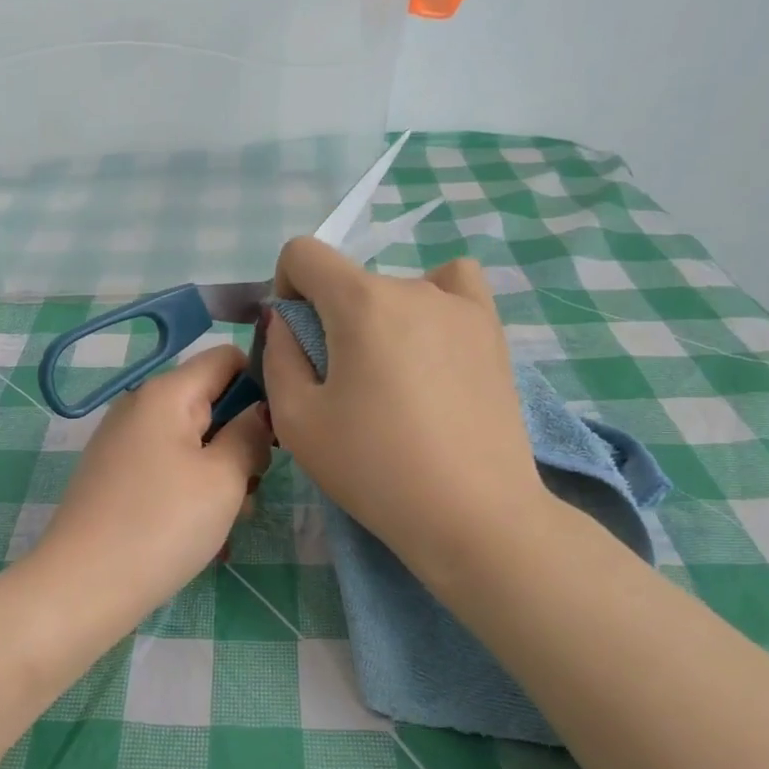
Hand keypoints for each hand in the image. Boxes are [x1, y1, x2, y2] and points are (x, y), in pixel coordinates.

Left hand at [35, 344, 273, 619]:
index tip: (277, 431)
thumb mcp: (223, 478)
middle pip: (210, 403)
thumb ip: (250, 435)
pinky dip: (192, 492)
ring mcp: (124, 443)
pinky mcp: (116, 476)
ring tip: (229, 522)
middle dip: (240, 441)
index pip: (226, 358)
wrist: (82, 587)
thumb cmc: (162, 524)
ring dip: (220, 475)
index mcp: (166, 392)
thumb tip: (258, 413)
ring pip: (193, 442)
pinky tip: (204, 536)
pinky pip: (169, 469)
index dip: (261, 385)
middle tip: (252, 488)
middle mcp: (140, 406)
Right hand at [262, 238, 554, 591]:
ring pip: (394, 291)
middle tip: (341, 386)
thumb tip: (286, 321)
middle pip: (348, 281)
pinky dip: (432, 303)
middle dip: (329, 319)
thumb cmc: (374, 469)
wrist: (473, 516)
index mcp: (360, 302)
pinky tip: (430, 345)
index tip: (295, 342)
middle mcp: (412, 286)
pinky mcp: (492, 331)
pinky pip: (454, 287)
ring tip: (392, 380)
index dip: (285, 290)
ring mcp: (461, 305)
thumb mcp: (296, 419)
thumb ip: (277, 355)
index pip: (303, 253)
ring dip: (376, 320)